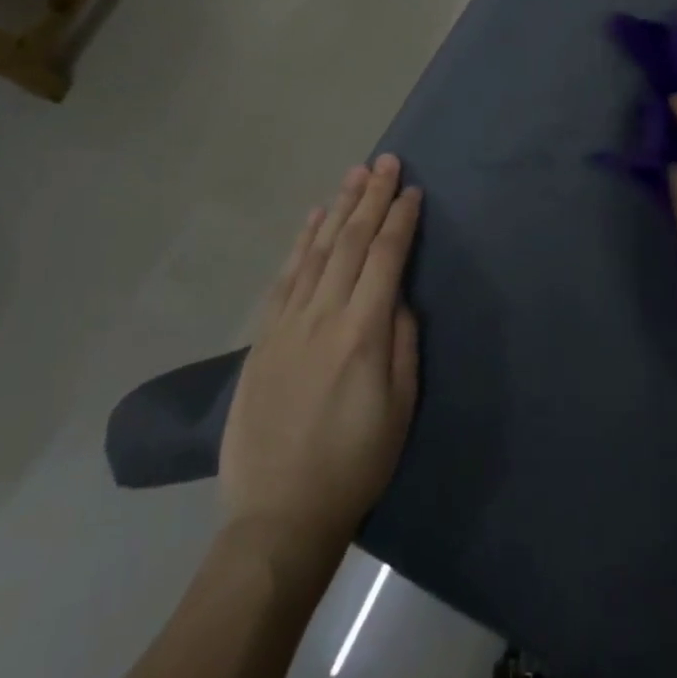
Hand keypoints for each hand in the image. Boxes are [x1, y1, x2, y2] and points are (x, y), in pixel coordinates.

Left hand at [219, 156, 421, 561]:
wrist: (279, 516)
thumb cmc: (355, 463)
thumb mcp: (401, 408)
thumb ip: (403, 344)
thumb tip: (399, 298)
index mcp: (362, 333)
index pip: (386, 258)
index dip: (400, 219)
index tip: (412, 190)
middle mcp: (323, 316)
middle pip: (351, 242)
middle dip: (371, 198)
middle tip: (385, 161)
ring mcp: (287, 324)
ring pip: (317, 250)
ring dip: (338, 208)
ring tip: (354, 175)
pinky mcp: (263, 337)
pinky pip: (285, 277)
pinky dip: (301, 242)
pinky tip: (314, 219)